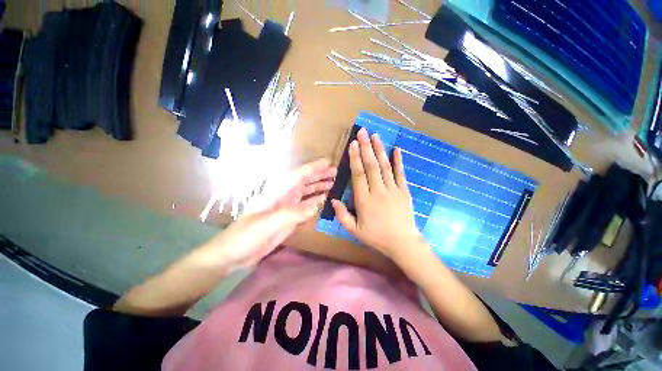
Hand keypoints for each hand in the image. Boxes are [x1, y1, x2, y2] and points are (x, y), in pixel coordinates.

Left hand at [204, 159, 336, 269]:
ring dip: (318, 187)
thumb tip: (316, 205)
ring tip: (332, 183)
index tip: (328, 162)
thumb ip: (293, 214)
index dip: (314, 168)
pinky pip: (305, 207)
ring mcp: (287, 208)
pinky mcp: (289, 218)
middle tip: (335, 172)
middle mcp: (285, 197)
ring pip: (306, 193)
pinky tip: (323, 200)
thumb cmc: (247, 235)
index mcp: (278, 193)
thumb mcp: (269, 224)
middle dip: (319, 175)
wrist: (234, 254)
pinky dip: (315, 202)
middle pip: (304, 182)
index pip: (299, 175)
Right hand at [332, 128, 424, 260]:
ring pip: (385, 166)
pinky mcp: (404, 191)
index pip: (358, 175)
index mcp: (364, 200)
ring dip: (380, 150)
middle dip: (366, 148)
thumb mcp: (354, 230)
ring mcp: (393, 190)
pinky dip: (399, 161)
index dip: (355, 158)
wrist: (403, 243)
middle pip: (371, 166)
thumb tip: (332, 200)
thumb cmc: (377, 237)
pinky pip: (401, 173)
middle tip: (363, 132)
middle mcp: (378, 191)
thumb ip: (342, 215)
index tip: (353, 144)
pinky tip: (397, 149)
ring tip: (376, 135)